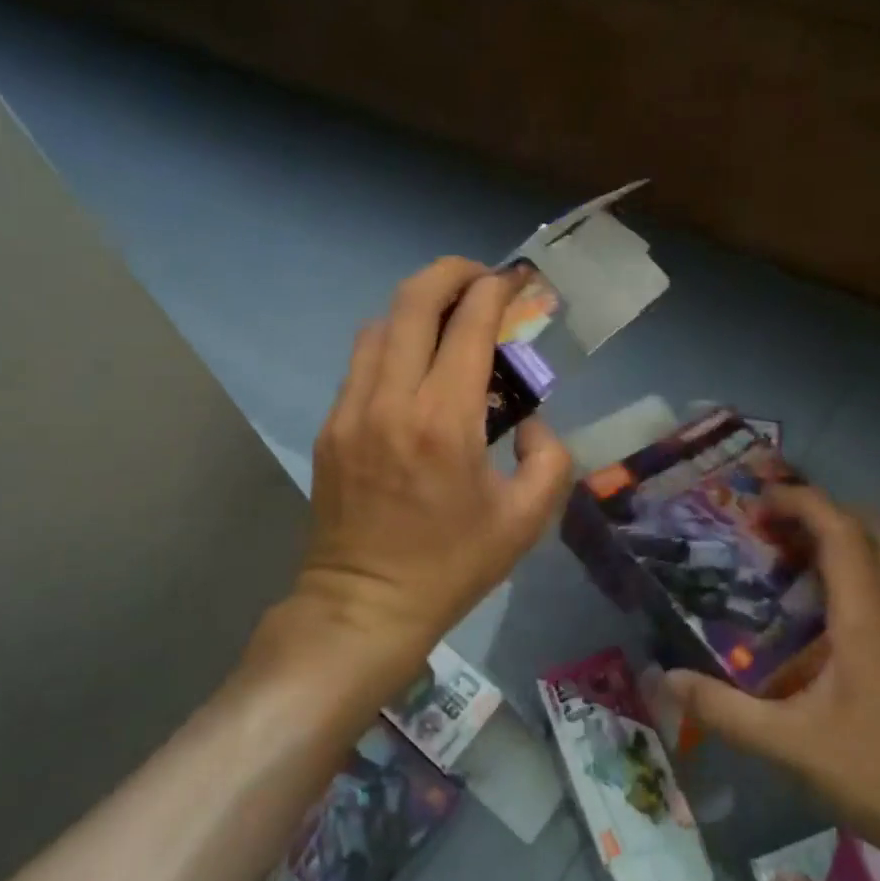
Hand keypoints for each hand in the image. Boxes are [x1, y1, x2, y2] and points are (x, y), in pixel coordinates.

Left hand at [293, 257, 572, 697]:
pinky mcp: (330, 426)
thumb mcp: (526, 520)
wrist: (364, 606)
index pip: (468, 324)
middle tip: (480, 279)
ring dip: (416, 308)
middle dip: (451, 273)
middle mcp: (392, 400)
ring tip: (447, 321)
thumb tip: (529, 421)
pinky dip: (392, 344)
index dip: (495, 290)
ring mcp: (351, 410)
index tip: (515, 279)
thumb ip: (549, 457)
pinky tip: (414, 368)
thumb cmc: (452, 566)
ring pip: (379, 325)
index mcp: (444, 421)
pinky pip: (361, 363)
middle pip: (413, 301)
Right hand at [664, 486, 879, 880]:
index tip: (761, 502)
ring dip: (860, 544)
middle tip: (785, 534)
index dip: (801, 502)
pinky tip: (855, 623)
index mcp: (868, 619)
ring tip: (814, 570)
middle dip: (830, 514)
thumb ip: (723, 710)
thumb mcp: (790, 746)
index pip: (840, 531)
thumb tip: (665, 679)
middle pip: (879, 528)